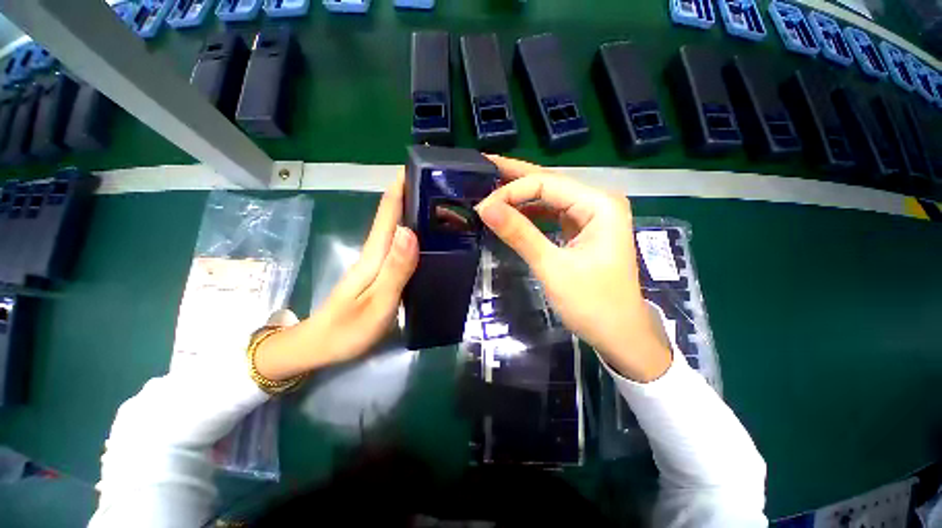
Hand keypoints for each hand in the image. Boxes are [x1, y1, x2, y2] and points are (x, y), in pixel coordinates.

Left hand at [254, 171, 418, 380]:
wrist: (319, 347)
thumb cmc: (348, 329)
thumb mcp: (377, 302)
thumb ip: (395, 269)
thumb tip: (409, 231)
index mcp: (374, 254)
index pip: (387, 212)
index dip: (400, 187)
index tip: (420, 167)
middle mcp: (375, 252)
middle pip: (393, 216)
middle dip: (412, 195)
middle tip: (440, 184)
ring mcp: (376, 262)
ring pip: (396, 229)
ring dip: (413, 212)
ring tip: (438, 205)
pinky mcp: (379, 273)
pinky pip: (398, 245)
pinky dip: (411, 233)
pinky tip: (425, 237)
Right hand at [475, 156, 670, 381]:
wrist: (620, 335)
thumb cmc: (592, 303)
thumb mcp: (552, 267)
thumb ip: (519, 234)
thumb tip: (484, 207)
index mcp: (599, 204)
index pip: (547, 185)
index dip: (512, 192)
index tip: (482, 207)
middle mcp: (598, 202)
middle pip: (550, 183)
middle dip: (515, 177)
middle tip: (483, 166)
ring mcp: (592, 216)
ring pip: (550, 197)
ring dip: (521, 196)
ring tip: (491, 190)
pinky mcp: (583, 231)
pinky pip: (553, 214)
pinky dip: (531, 213)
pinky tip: (512, 213)